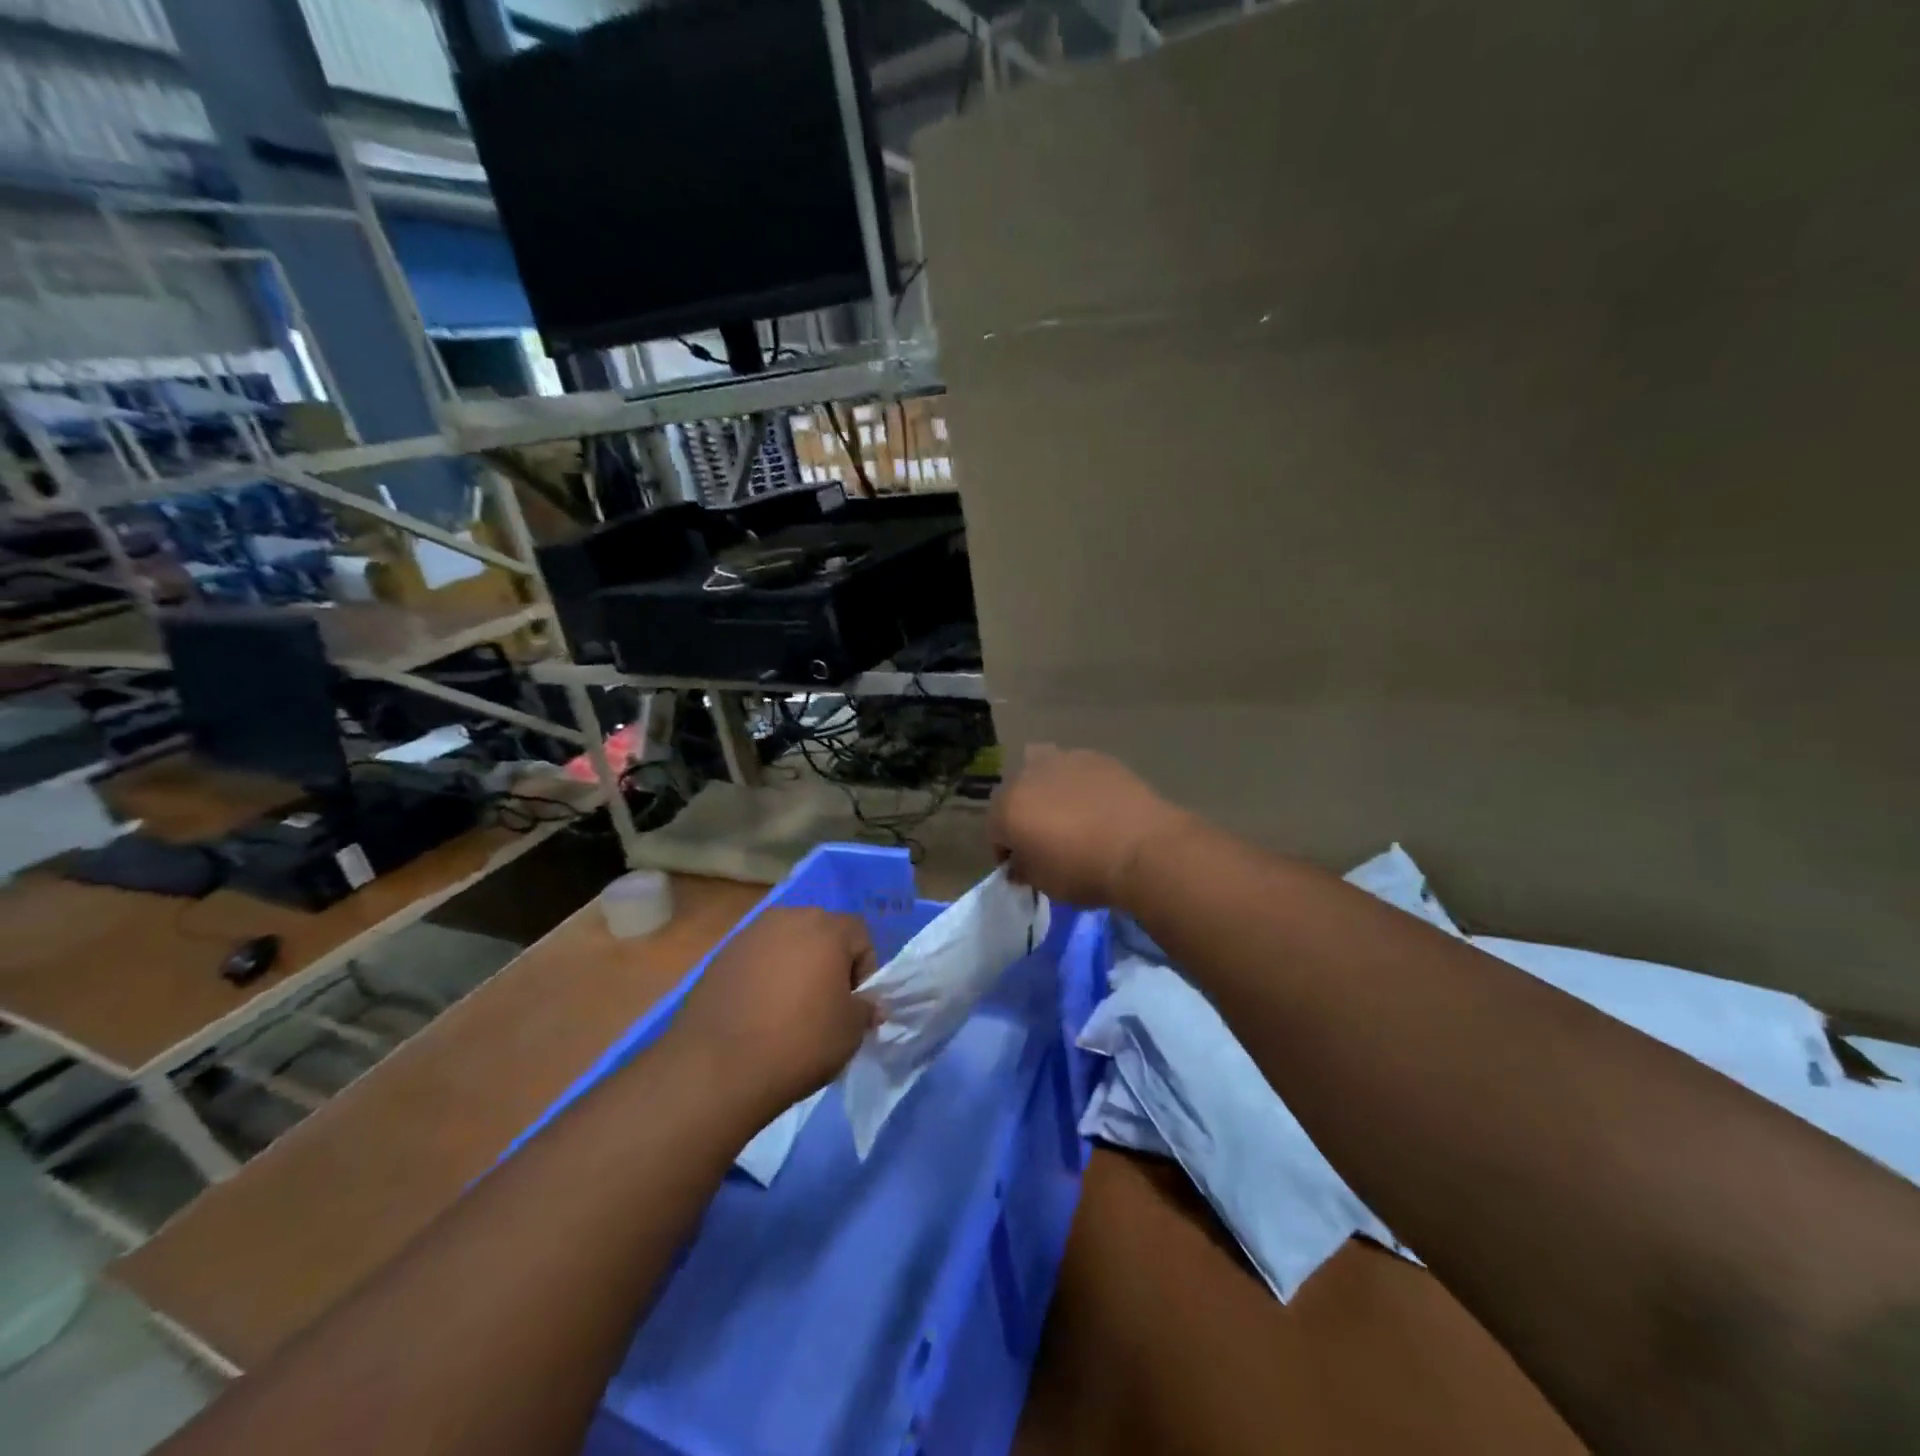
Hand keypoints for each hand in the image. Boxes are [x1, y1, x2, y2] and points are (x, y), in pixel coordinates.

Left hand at [665, 907, 878, 1118]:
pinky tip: (758, 1015)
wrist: (717, 1067)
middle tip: (824, 1005)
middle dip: (828, 964)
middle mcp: (787, 918)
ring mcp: (749, 935)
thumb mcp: (850, 1031)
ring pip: (786, 945)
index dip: (864, 970)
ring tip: (788, 1011)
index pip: (860, 935)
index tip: (854, 1005)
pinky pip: (756, 961)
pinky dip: (764, 979)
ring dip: (794, 969)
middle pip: (821, 933)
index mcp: (826, 927)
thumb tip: (865, 1005)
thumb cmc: (799, 1042)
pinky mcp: (720, 957)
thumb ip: (865, 1009)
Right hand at [988, 745, 1192, 908]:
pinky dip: (1079, 784)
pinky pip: (1076, 769)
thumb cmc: (1084, 871)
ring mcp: (1063, 760)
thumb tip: (1019, 864)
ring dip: (1047, 789)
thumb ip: (1024, 870)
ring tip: (1068, 813)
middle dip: (1023, 814)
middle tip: (1044, 838)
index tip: (1022, 868)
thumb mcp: (1045, 884)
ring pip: (1043, 770)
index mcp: (1007, 807)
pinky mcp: (1096, 757)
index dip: (1005, 851)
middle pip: (1015, 794)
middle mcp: (1028, 776)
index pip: (994, 830)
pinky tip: (1097, 804)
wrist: (1143, 848)